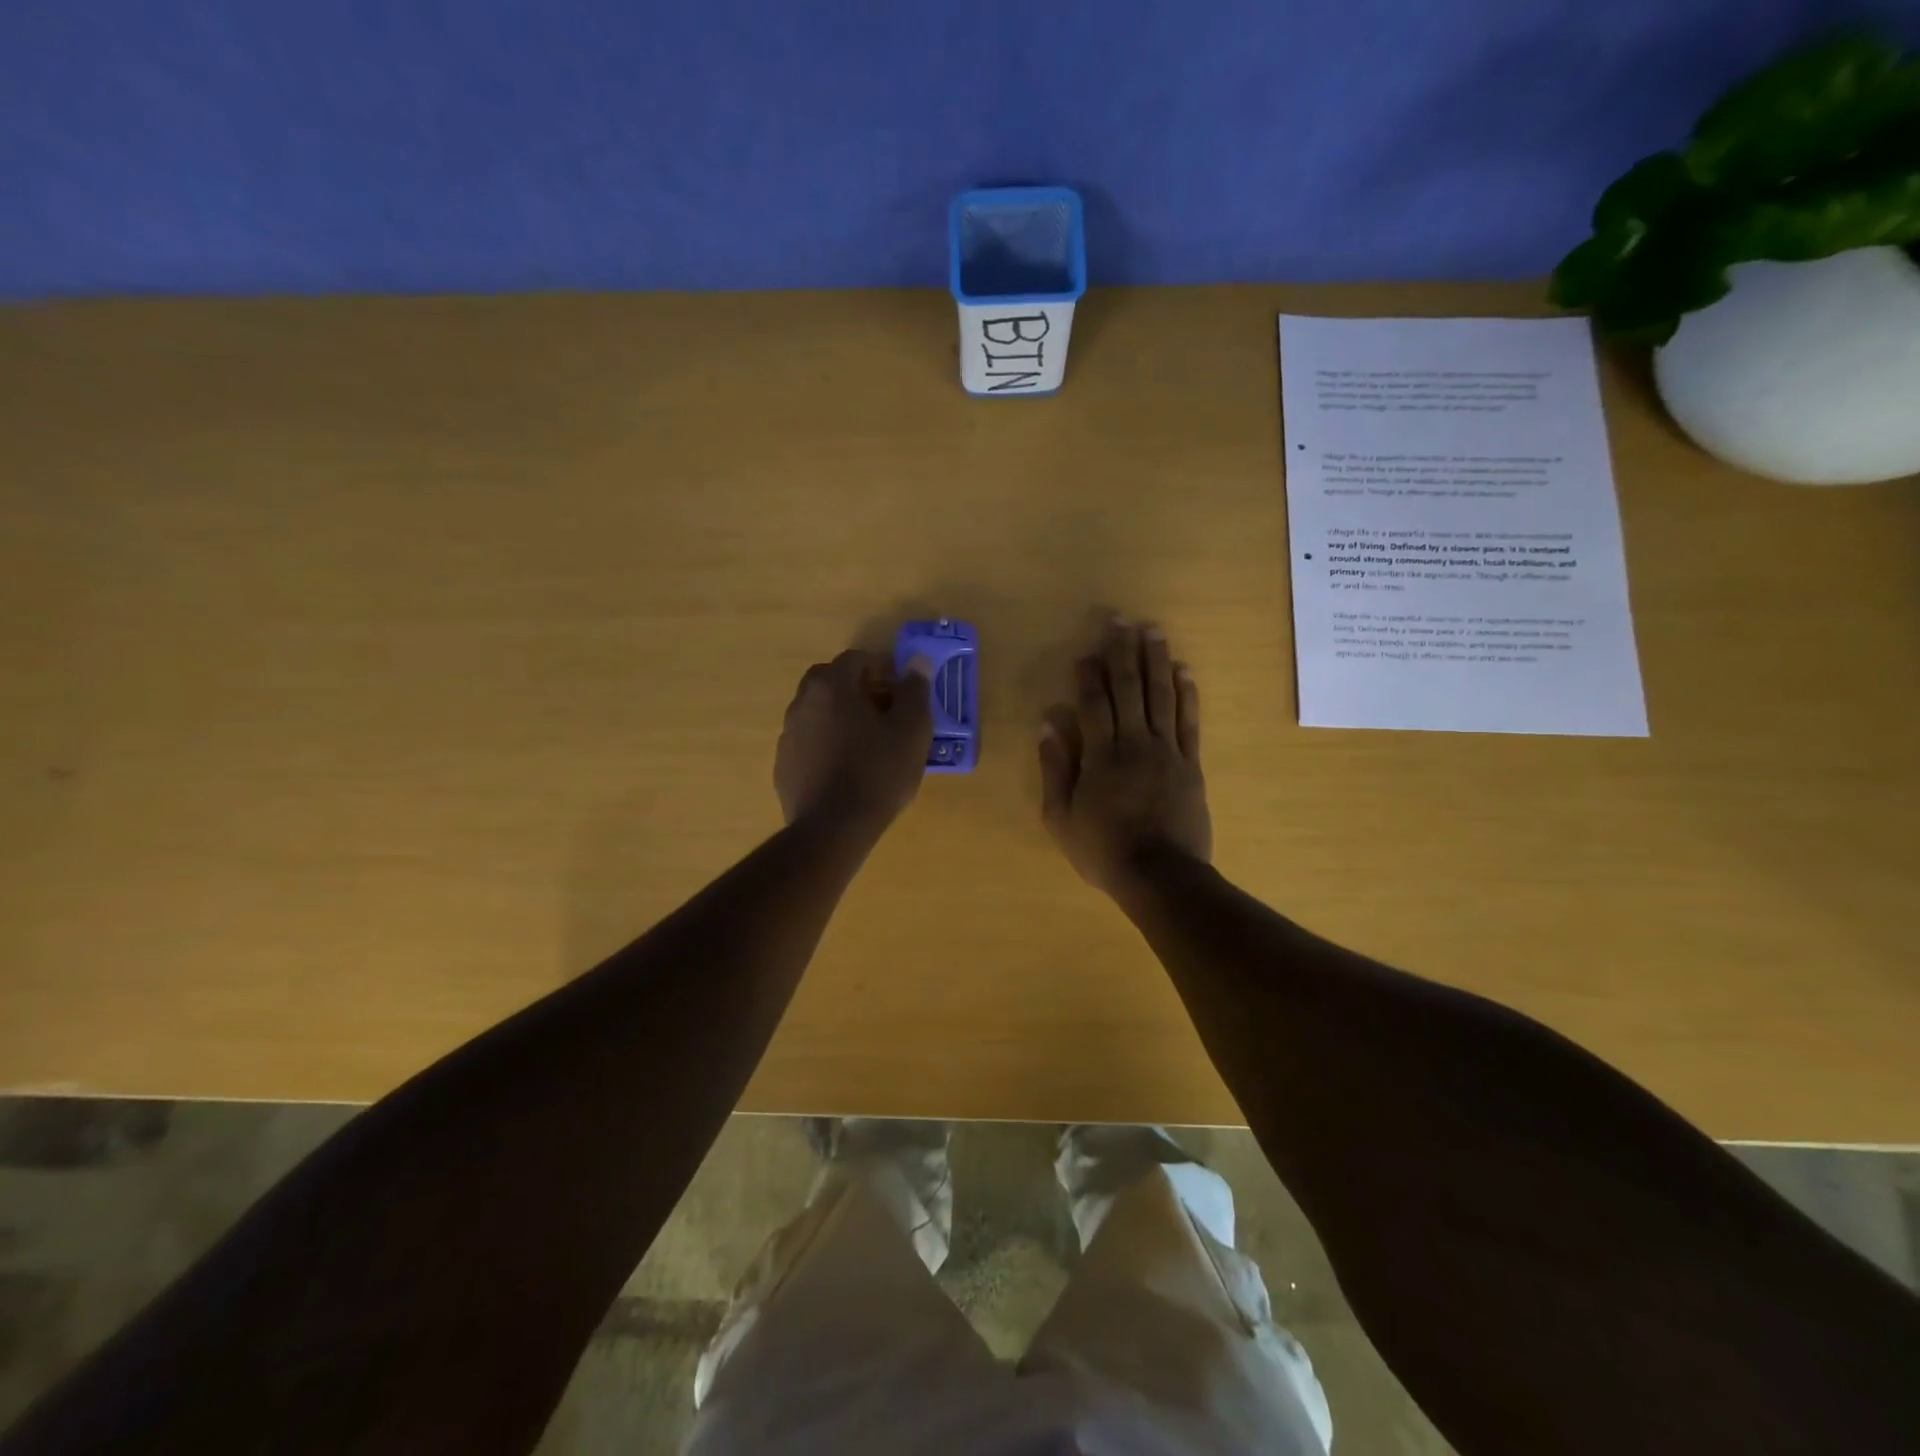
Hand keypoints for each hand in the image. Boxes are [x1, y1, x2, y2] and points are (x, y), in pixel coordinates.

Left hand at [776, 649, 932, 836]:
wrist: (833, 829)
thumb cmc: (878, 772)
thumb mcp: (911, 730)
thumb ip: (915, 690)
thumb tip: (917, 661)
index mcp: (831, 686)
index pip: (856, 659)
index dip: (883, 670)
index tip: (902, 692)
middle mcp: (802, 703)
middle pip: (831, 682)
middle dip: (858, 690)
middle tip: (886, 714)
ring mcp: (788, 736)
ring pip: (818, 713)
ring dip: (841, 718)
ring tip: (869, 746)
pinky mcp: (783, 766)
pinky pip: (809, 743)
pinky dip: (827, 746)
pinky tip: (847, 771)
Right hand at [1039, 619, 1211, 895]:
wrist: (1160, 875)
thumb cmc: (1103, 850)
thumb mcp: (1061, 817)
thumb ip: (1055, 769)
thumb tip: (1048, 724)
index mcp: (1101, 755)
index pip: (1094, 704)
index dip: (1089, 675)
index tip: (1086, 651)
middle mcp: (1135, 743)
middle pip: (1129, 689)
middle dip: (1124, 653)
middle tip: (1121, 620)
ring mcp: (1167, 751)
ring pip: (1162, 696)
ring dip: (1157, 661)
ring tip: (1154, 631)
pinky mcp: (1191, 764)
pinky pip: (1189, 722)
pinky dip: (1187, 694)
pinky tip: (1184, 671)